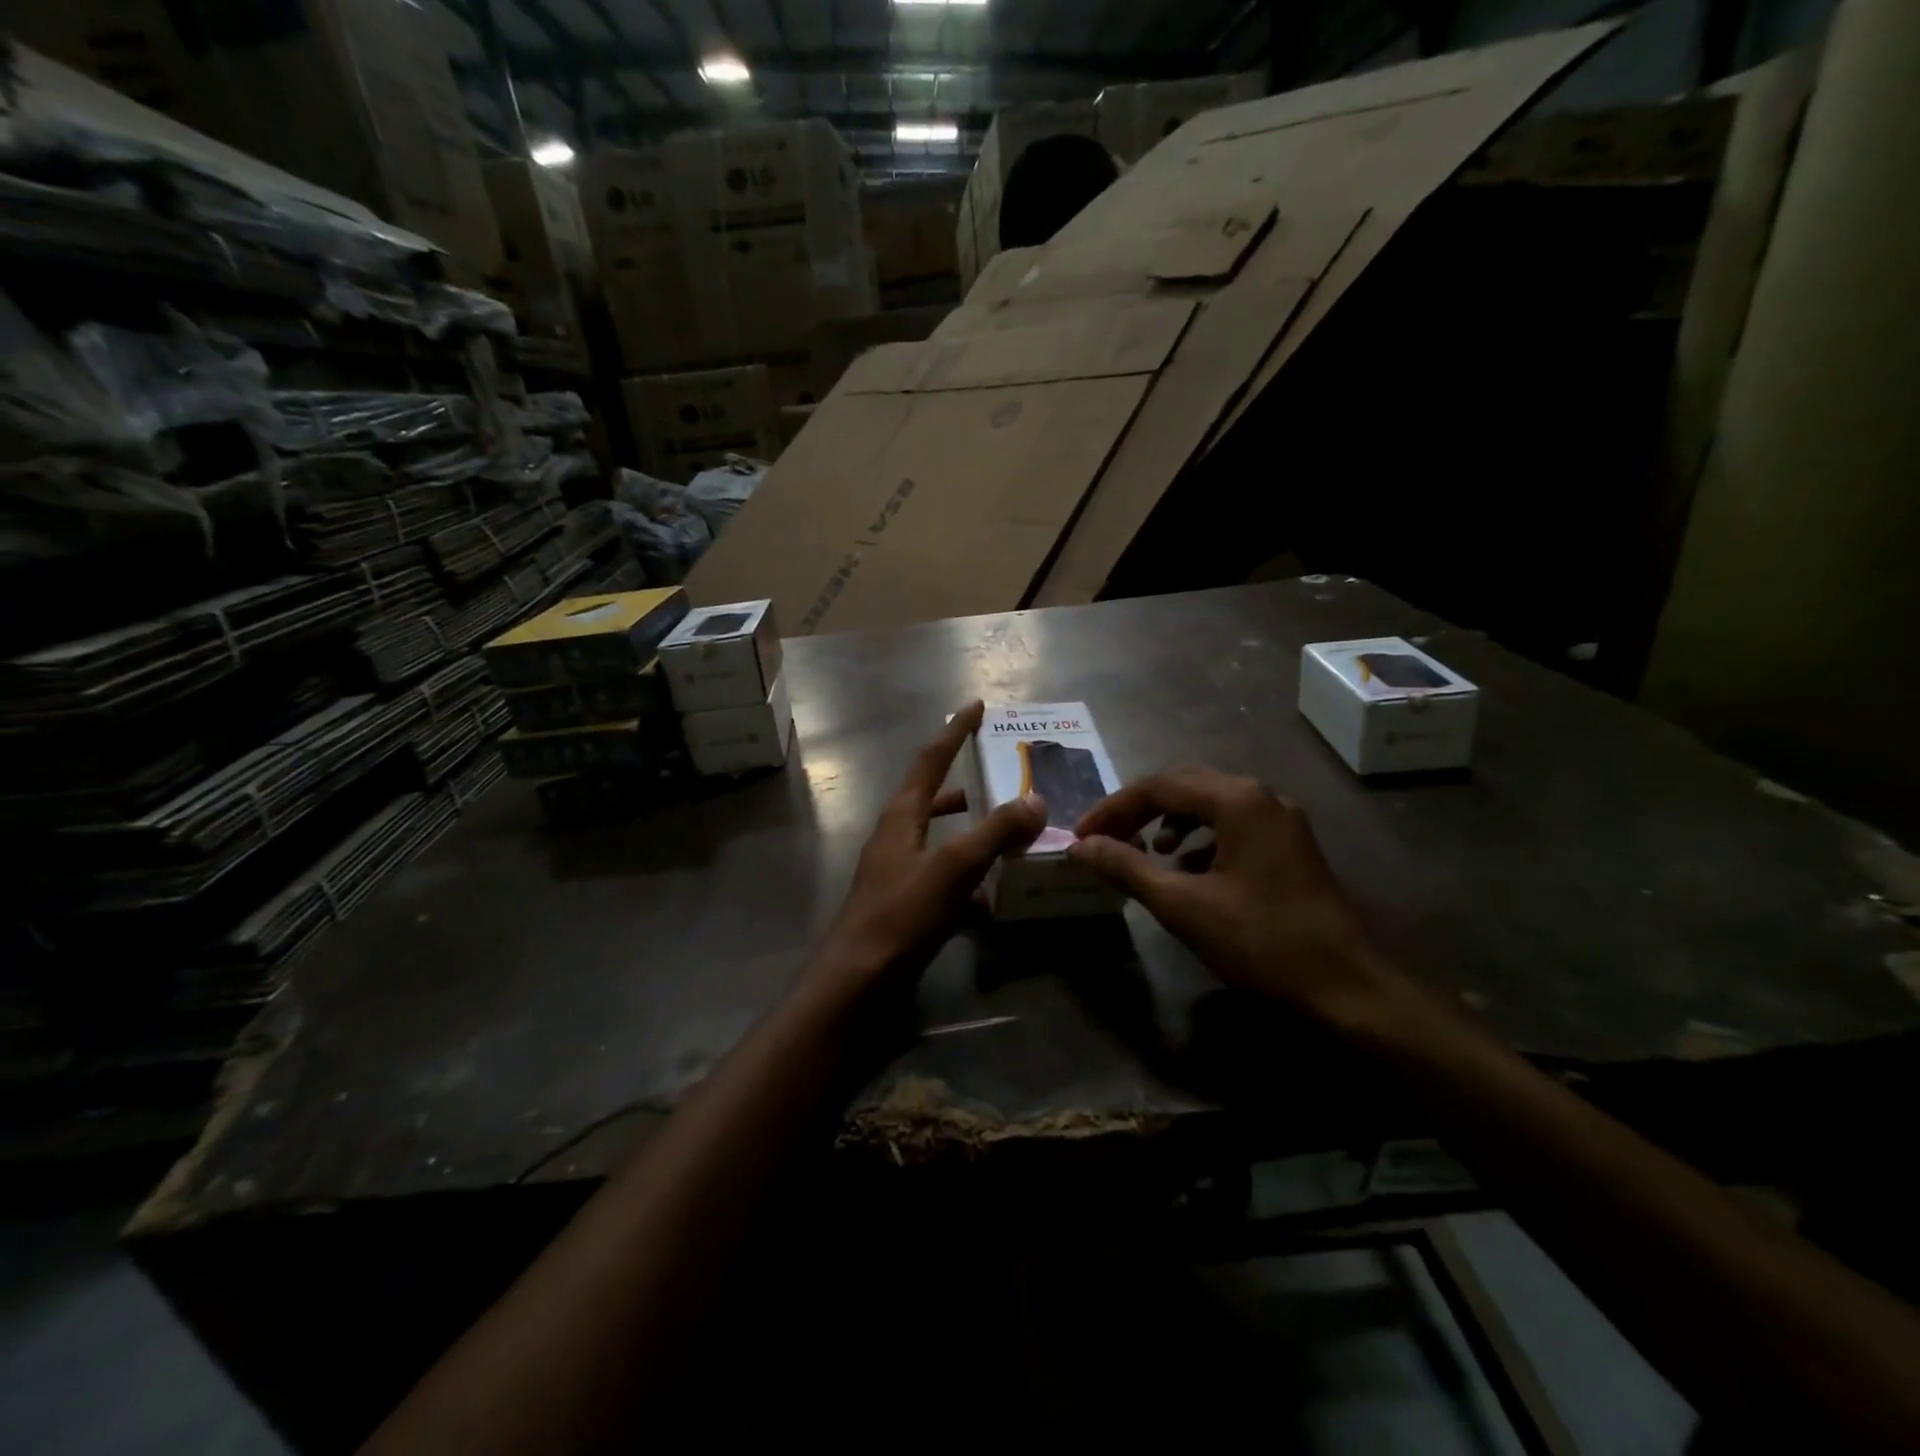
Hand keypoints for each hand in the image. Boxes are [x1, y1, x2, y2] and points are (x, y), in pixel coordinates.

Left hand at [812, 700, 1044, 997]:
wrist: (857, 981)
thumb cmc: (901, 915)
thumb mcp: (953, 868)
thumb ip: (995, 832)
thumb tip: (1035, 800)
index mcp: (902, 815)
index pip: (931, 759)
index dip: (955, 731)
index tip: (977, 705)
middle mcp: (897, 834)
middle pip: (934, 794)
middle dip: (966, 778)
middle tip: (1001, 768)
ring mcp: (899, 869)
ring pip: (941, 836)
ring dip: (972, 828)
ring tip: (1009, 827)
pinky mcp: (906, 902)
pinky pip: (944, 876)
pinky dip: (970, 876)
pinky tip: (996, 896)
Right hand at [1068, 765, 1402, 1027]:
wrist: (1349, 991)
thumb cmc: (1262, 942)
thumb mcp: (1184, 905)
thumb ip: (1127, 867)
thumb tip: (1081, 847)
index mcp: (1238, 800)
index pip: (1159, 785)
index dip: (1114, 808)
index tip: (1082, 836)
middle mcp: (1263, 798)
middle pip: (1185, 786)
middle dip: (1140, 810)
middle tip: (1106, 837)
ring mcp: (1282, 823)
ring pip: (1211, 805)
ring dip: (1171, 822)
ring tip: (1147, 853)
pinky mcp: (1291, 849)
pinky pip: (1233, 827)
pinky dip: (1200, 840)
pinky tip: (1188, 871)